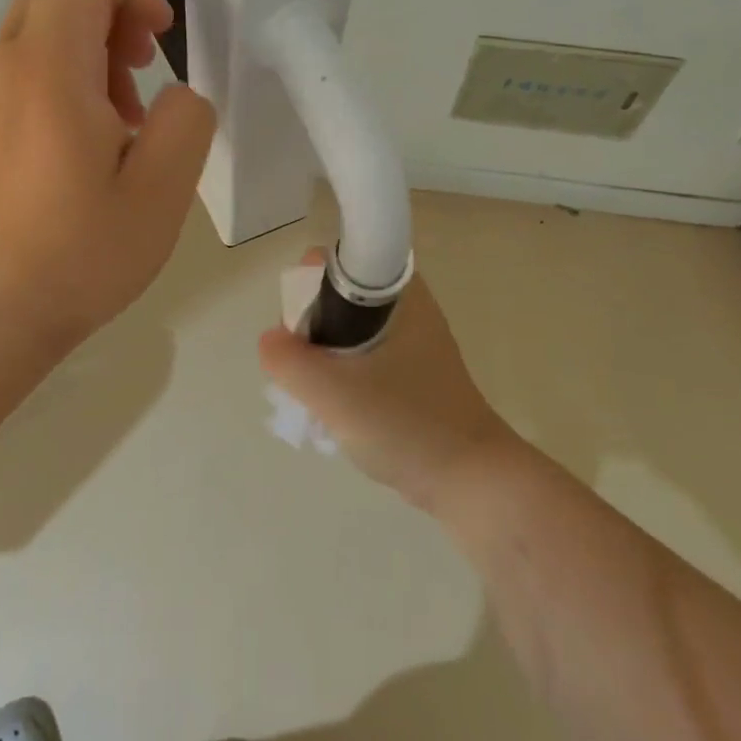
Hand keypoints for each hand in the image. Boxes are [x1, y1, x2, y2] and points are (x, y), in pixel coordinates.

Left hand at [0, 0, 215, 353]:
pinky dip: (67, 75)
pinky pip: (26, 66)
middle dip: (113, 11)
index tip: (162, 40)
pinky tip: (91, 140)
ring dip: (93, 48)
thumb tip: (175, 93)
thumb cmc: (79, 255)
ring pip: (41, 27)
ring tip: (126, 117)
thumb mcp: (162, 192)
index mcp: (48, 71)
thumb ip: (185, 121)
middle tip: (145, 68)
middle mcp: (5, 66)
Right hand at [258, 255, 524, 511]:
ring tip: (318, 398)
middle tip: (306, 372)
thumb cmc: (407, 424)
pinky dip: (342, 375)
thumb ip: (290, 361)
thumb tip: (269, 339)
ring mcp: (409, 339)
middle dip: (309, 330)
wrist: (471, 480)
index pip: (333, 261)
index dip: (305, 287)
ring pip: (345, 330)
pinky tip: (337, 411)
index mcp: (396, 292)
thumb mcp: (336, 393)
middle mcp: (404, 305)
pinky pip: (361, 356)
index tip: (298, 332)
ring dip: (323, 358)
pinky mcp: (410, 370)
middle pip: (335, 296)